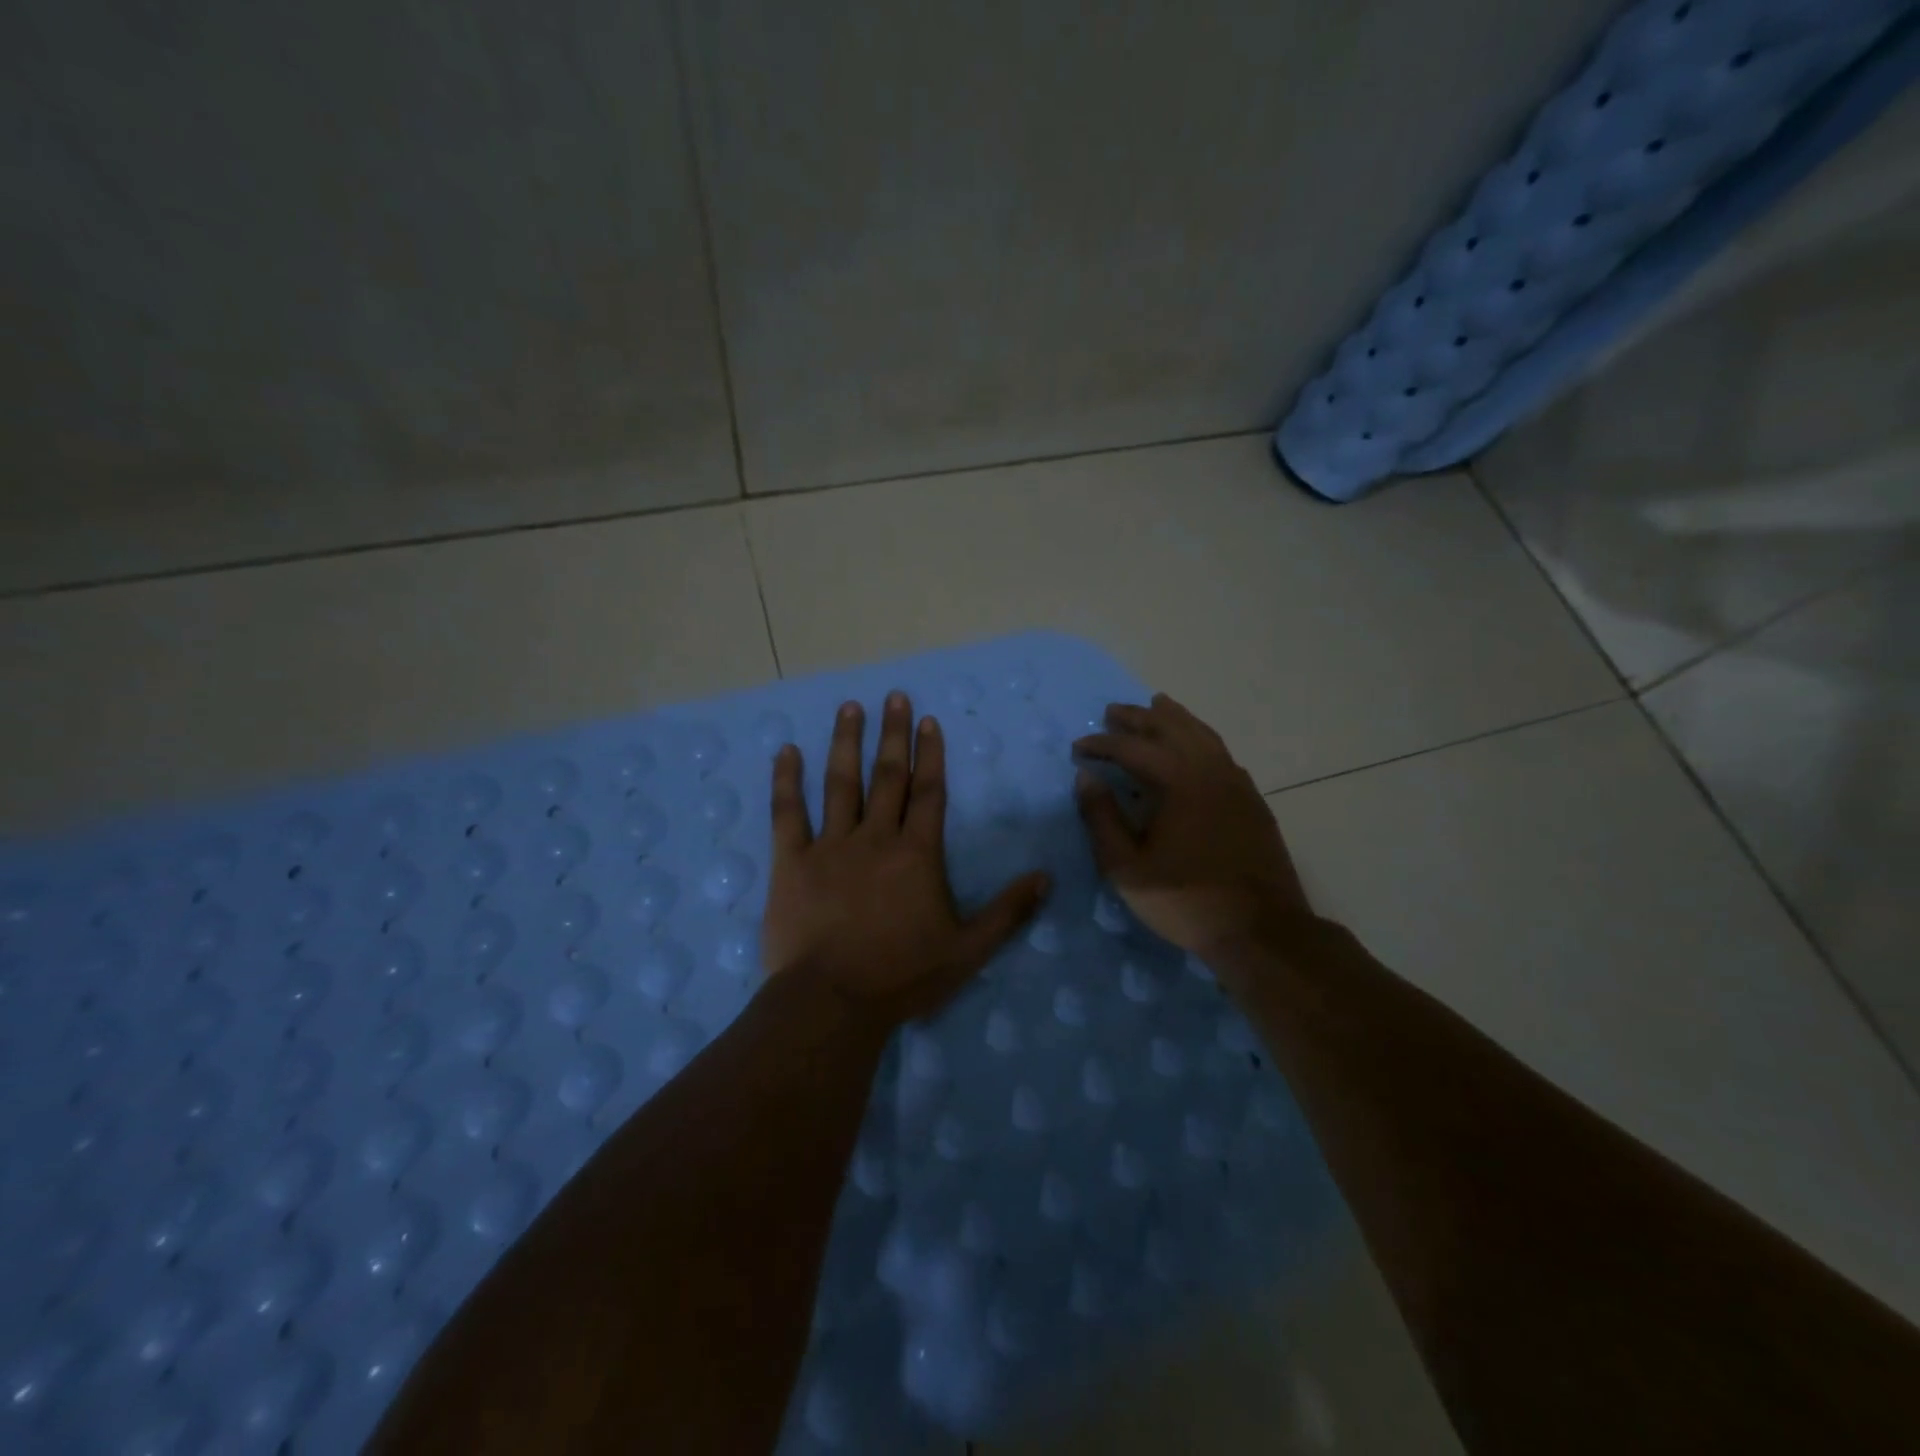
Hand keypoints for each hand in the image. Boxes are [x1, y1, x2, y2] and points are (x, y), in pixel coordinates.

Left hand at [762, 691, 1051, 1029]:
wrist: (834, 1002)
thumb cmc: (903, 976)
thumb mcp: (968, 950)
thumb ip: (1008, 911)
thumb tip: (1046, 877)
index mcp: (917, 854)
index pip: (929, 792)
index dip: (931, 754)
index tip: (929, 720)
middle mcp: (876, 838)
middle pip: (888, 776)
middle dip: (894, 734)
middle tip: (894, 696)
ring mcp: (831, 846)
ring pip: (841, 783)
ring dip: (847, 743)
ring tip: (851, 707)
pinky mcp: (792, 862)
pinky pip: (787, 813)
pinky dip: (786, 781)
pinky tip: (786, 751)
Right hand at [1074, 694, 1312, 970]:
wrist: (1261, 929)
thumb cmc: (1186, 900)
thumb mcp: (1127, 868)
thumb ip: (1102, 819)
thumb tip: (1086, 777)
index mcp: (1178, 781)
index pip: (1132, 748)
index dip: (1102, 744)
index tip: (1079, 747)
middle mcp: (1209, 770)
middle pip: (1171, 728)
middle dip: (1138, 717)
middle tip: (1113, 712)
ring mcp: (1236, 782)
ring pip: (1202, 734)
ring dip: (1174, 718)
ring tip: (1157, 705)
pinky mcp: (1252, 799)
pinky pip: (1221, 752)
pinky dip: (1200, 737)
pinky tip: (1194, 746)